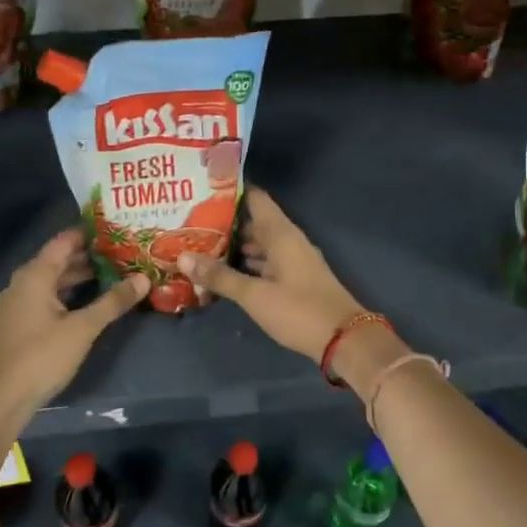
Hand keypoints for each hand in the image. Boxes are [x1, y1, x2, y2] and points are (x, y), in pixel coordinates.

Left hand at [0, 231, 146, 420]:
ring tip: (113, 273)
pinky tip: (90, 301)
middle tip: (122, 251)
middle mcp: (23, 283)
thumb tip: (144, 278)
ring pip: (53, 280)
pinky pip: (47, 297)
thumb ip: (113, 301)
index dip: (89, 233)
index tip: (117, 228)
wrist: (1, 399)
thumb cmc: (41, 356)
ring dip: (80, 276)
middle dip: (89, 256)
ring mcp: (18, 304)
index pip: (64, 241)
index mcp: (35, 275)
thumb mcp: (83, 328)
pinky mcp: (19, 323)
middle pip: (59, 260)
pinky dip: (68, 293)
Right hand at [177, 187, 364, 362]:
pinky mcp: (295, 280)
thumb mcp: (255, 295)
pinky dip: (247, 264)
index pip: (255, 198)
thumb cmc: (299, 310)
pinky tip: (226, 273)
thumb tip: (182, 257)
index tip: (203, 186)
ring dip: (235, 245)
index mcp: (281, 234)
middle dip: (225, 222)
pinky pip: (266, 263)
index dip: (231, 190)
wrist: (344, 340)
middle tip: (190, 221)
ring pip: (260, 245)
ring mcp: (294, 261)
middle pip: (254, 222)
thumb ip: (220, 276)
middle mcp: (288, 241)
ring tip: (200, 245)